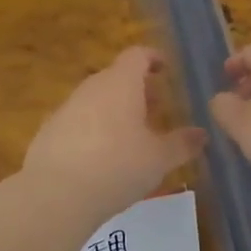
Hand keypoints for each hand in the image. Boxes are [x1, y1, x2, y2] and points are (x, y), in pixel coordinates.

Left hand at [23, 46, 205, 221]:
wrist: (56, 194)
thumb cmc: (117, 167)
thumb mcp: (159, 159)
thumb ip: (182, 144)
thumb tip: (201, 134)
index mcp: (120, 84)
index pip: (137, 55)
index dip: (153, 58)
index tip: (166, 70)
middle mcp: (91, 88)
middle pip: (116, 77)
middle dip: (138, 90)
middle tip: (157, 109)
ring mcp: (66, 109)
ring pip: (96, 100)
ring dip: (115, 110)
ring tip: (132, 137)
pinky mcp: (49, 132)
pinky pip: (78, 122)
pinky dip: (94, 130)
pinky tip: (102, 158)